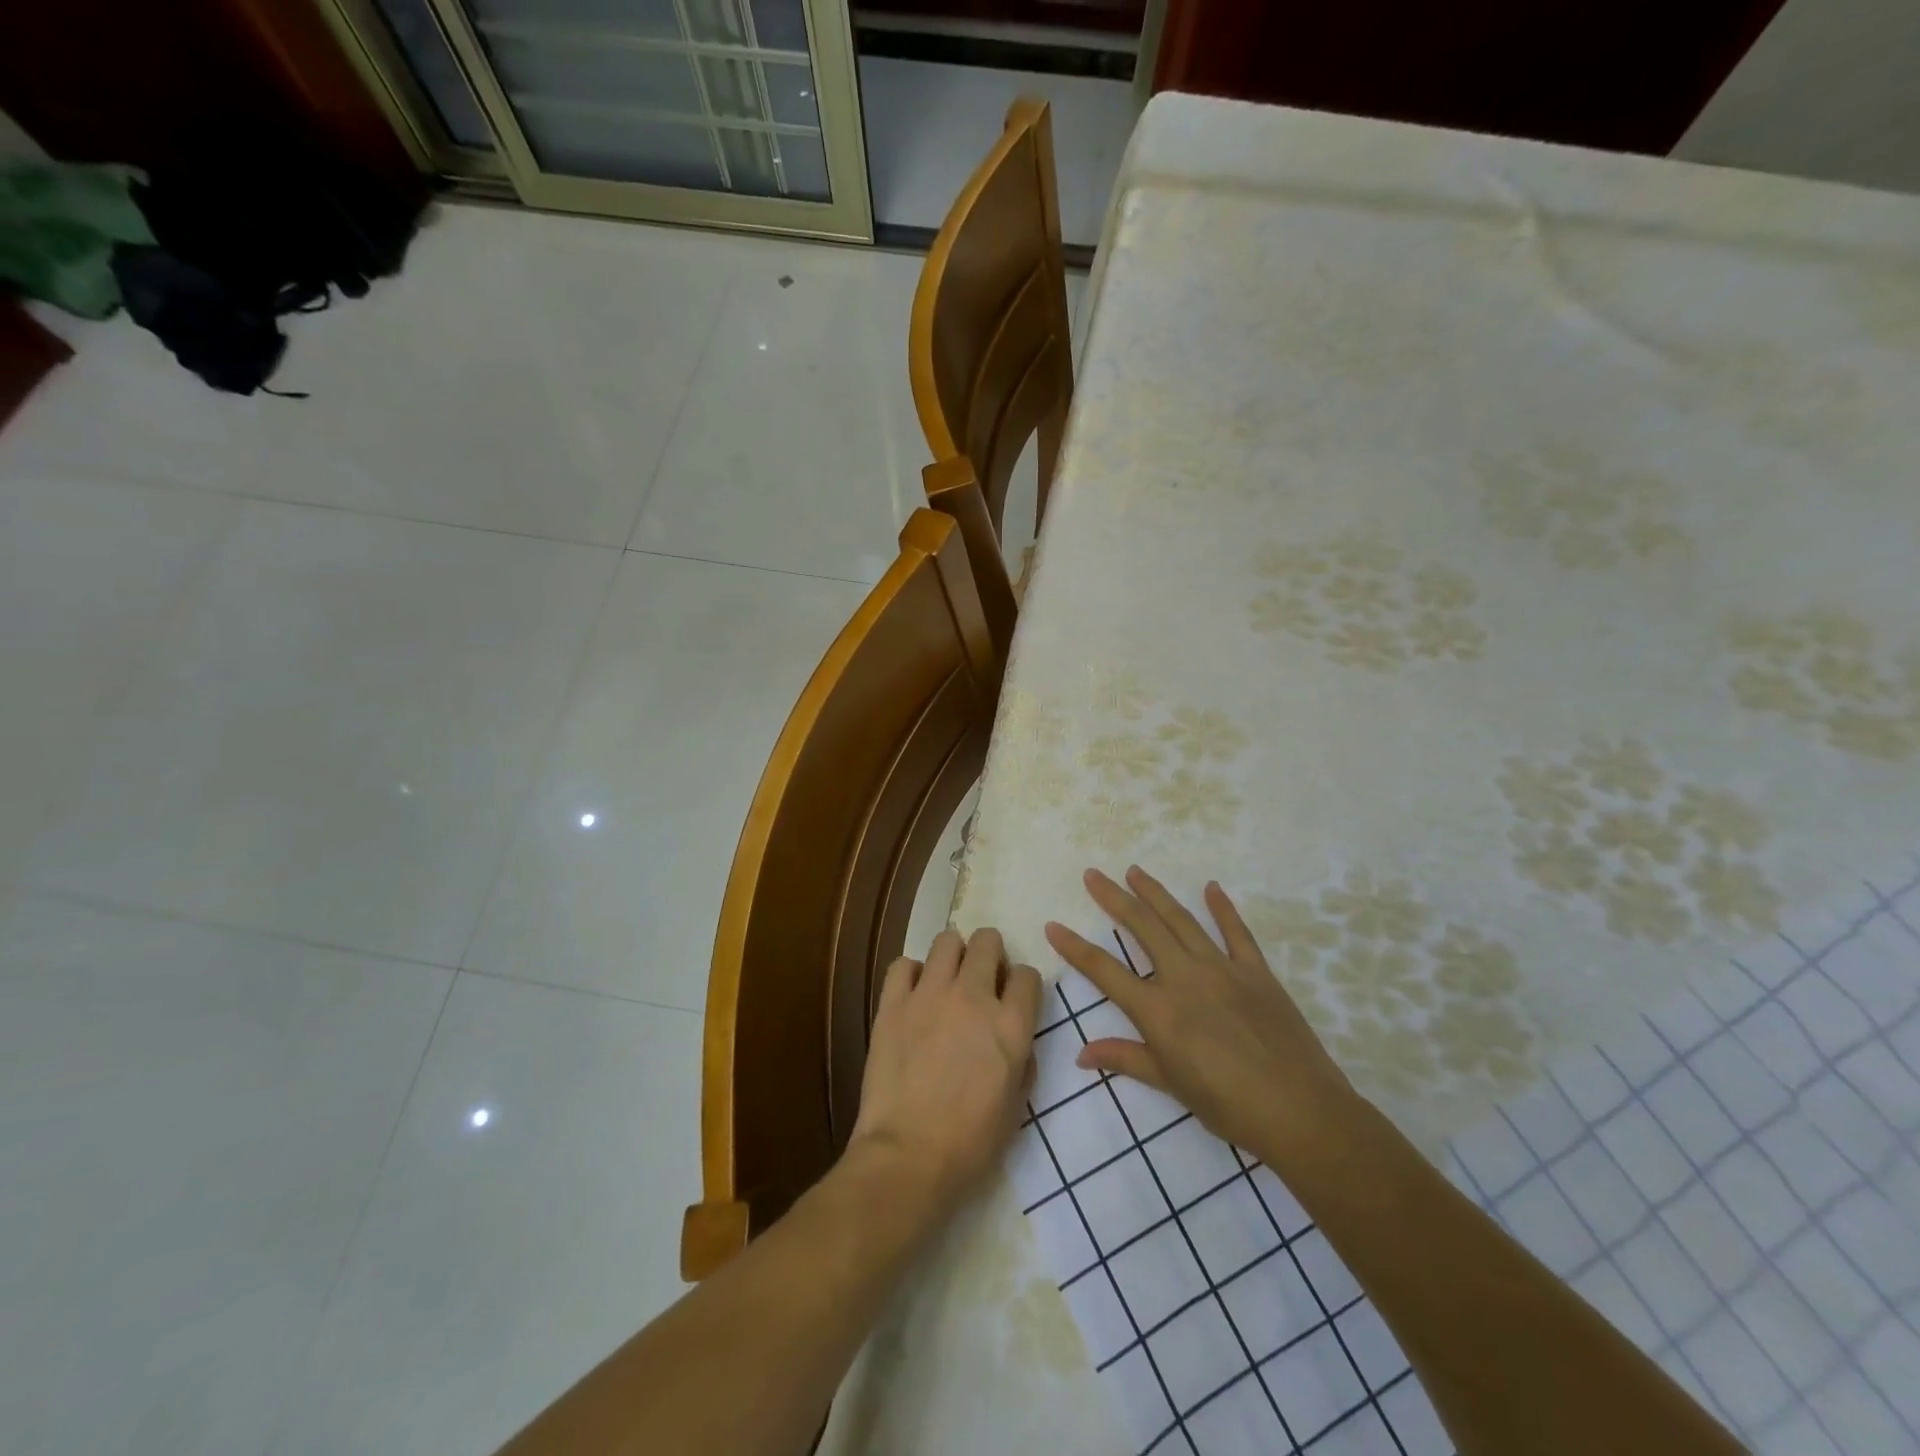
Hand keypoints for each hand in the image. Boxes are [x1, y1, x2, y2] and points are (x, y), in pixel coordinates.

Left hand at [848, 927, 1042, 1213]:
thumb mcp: (1017, 1106)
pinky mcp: (893, 1004)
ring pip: (947, 941)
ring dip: (953, 956)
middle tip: (981, 979)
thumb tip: (1014, 1040)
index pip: (1027, 975)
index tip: (1013, 999)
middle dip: (990, 954)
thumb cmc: (971, 1143)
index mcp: (1010, 1025)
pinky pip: (903, 965)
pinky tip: (913, 995)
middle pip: (988, 941)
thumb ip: (1022, 1060)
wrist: (908, 1157)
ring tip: (947, 980)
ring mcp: (930, 995)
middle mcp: (973, 997)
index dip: (1022, 985)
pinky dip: (911, 974)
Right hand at [1045, 866, 1360, 1168]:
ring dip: (1155, 893)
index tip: (1054, 924)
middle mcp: (1184, 977)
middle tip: (1094, 875)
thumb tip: (1081, 1054)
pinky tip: (1211, 888)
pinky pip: (1236, 932)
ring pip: (1181, 920)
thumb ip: (1125, 1059)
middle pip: (1142, 928)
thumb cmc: (1227, 1105)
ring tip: (1135, 871)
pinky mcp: (1255, 971)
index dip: (1075, 947)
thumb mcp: (1170, 1085)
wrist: (1299, 1110)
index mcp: (1158, 1010)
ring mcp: (1222, 968)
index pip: (1105, 970)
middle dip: (1114, 898)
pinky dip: (1222, 908)